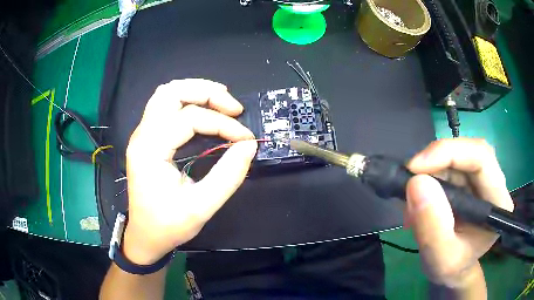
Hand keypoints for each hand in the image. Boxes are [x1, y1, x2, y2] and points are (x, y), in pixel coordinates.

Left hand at [124, 79, 256, 264]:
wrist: (145, 236)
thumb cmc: (168, 226)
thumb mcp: (202, 207)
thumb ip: (228, 175)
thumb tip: (249, 147)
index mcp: (150, 150)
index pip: (188, 119)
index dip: (222, 124)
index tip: (246, 138)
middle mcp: (142, 135)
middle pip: (171, 92)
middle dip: (206, 92)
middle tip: (233, 107)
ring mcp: (142, 135)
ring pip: (165, 94)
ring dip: (195, 91)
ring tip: (222, 100)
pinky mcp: (147, 139)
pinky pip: (164, 106)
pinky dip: (187, 100)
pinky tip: (203, 108)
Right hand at [405, 138, 513, 288]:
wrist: (453, 272)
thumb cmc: (452, 268)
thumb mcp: (441, 259)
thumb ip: (433, 227)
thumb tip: (416, 182)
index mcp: (497, 202)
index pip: (481, 158)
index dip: (450, 153)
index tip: (415, 168)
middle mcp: (493, 183)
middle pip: (468, 151)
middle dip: (437, 160)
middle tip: (409, 177)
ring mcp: (480, 180)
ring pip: (455, 157)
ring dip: (429, 171)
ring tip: (412, 200)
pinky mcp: (467, 181)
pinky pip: (447, 167)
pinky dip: (428, 178)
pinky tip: (418, 200)